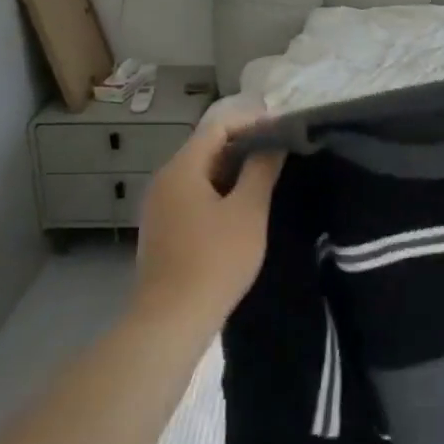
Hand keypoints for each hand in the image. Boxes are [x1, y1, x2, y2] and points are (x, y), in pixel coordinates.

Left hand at [133, 114, 285, 325]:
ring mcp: (159, 206)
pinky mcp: (162, 228)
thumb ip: (261, 169)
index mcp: (182, 168)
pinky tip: (242, 206)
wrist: (171, 321)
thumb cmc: (214, 260)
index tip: (284, 130)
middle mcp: (164, 180)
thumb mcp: (248, 210)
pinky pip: (194, 194)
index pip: (218, 126)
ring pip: (201, 172)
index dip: (252, 122)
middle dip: (245, 145)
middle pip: (207, 147)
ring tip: (268, 177)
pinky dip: (220, 190)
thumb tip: (273, 141)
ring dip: (234, 169)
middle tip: (281, 153)